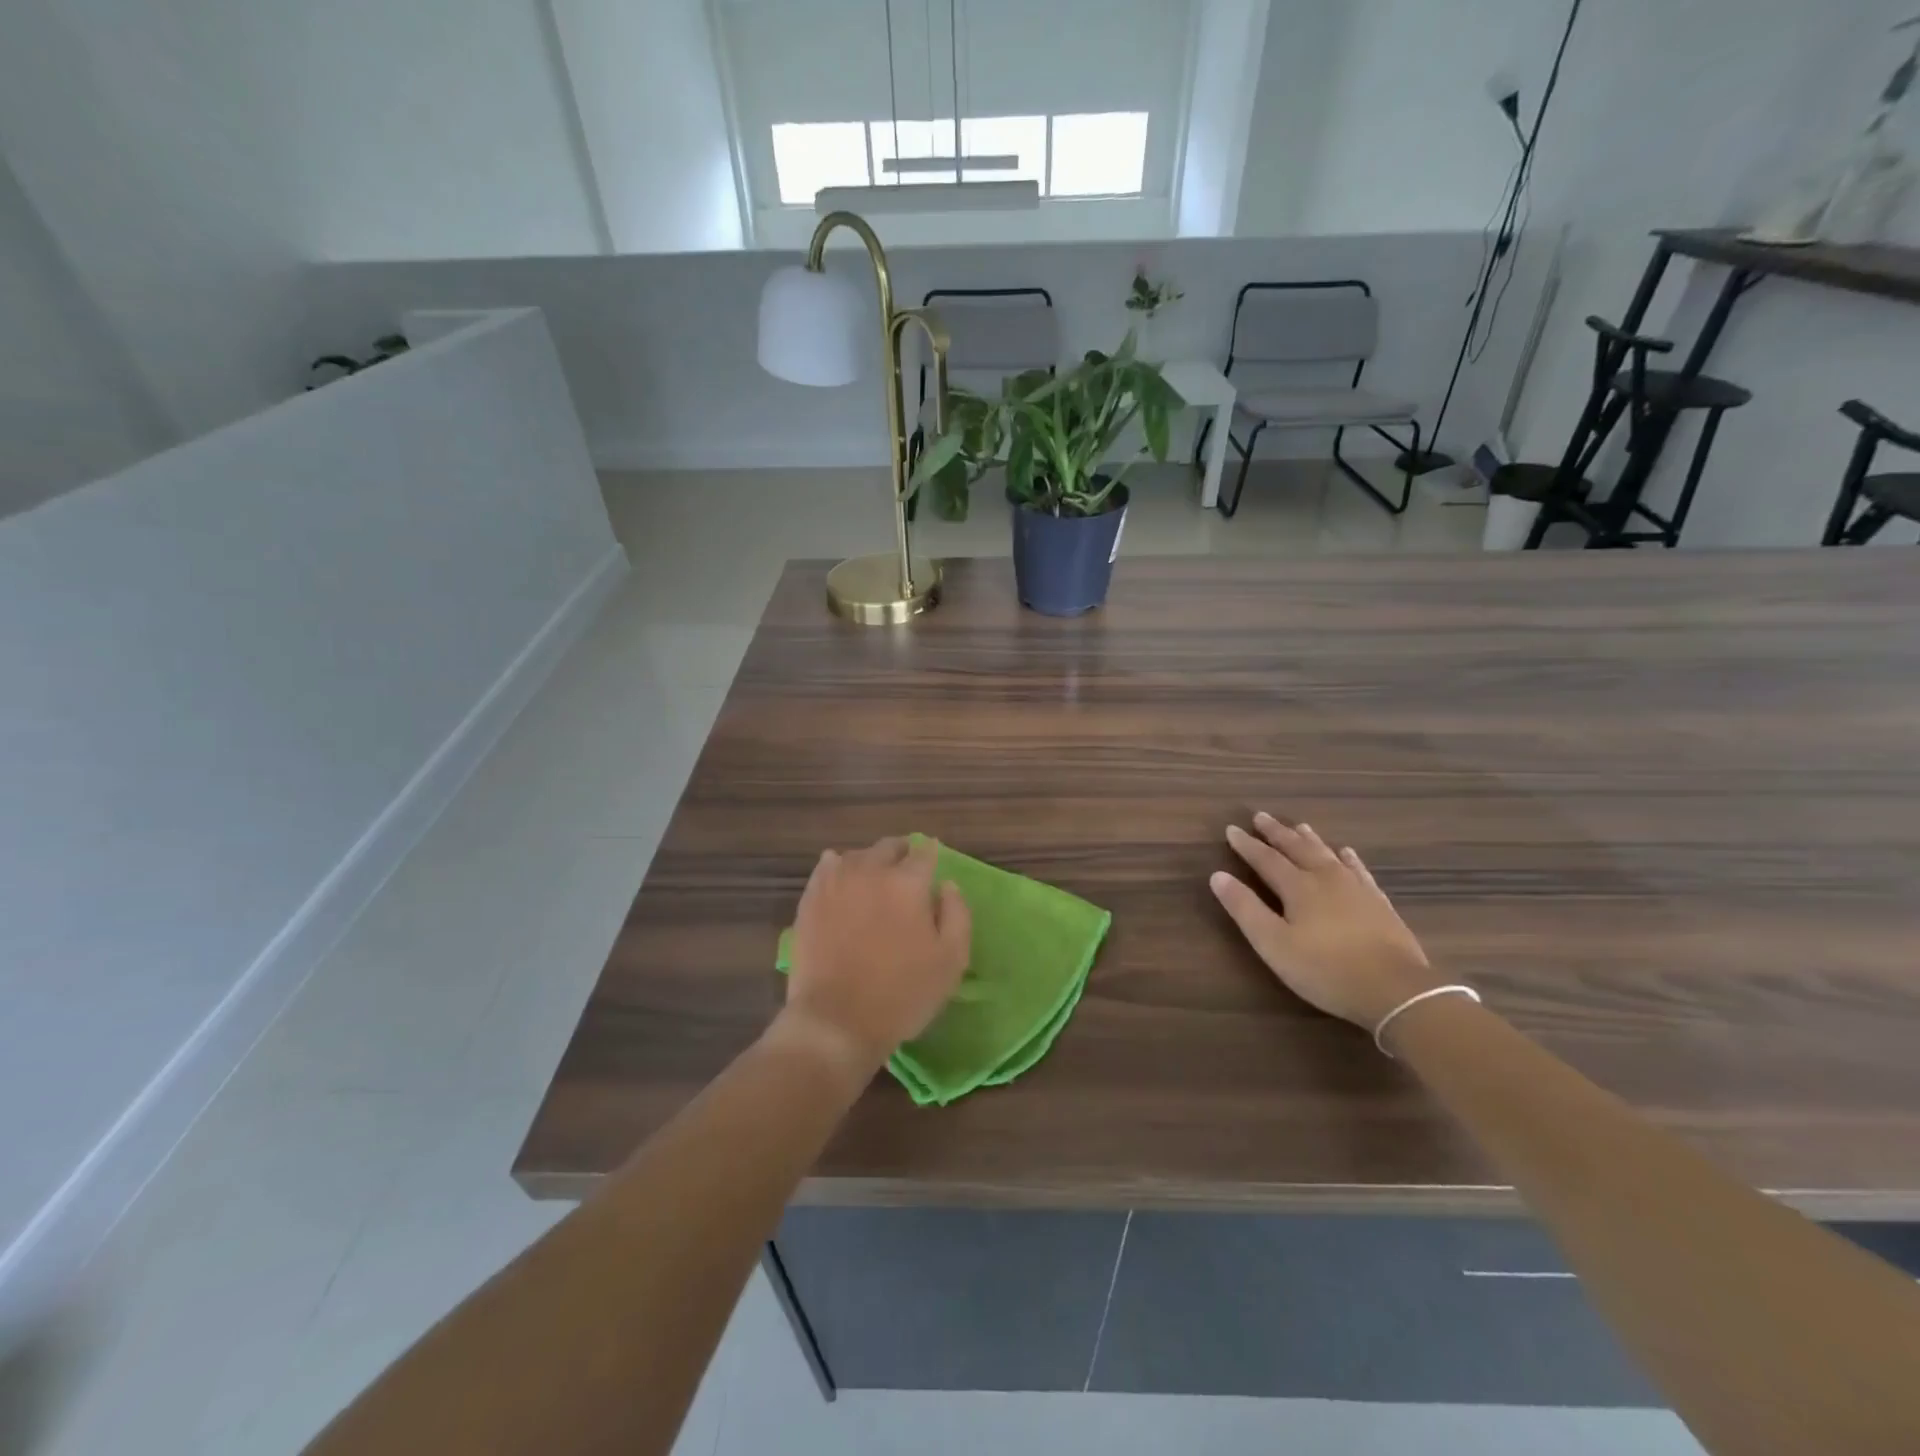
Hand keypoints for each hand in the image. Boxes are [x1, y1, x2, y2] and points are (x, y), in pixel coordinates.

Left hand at [775, 837, 970, 1080]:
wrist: (836, 1022)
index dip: (932, 856)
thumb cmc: (902, 994)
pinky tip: (843, 882)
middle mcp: (871, 870)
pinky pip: (827, 867)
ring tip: (875, 879)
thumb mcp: (951, 960)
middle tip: (907, 871)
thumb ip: (957, 914)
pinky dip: (839, 868)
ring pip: (857, 855)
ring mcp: (836, 882)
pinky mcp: (810, 898)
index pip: (925, 853)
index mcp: (908, 882)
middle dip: (902, 853)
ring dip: (871, 861)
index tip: (933, 864)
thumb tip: (947, 885)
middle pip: (889, 847)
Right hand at [1210, 813, 1441, 1029]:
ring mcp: (1356, 889)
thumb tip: (1218, 875)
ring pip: (1327, 854)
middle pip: (1297, 849)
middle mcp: (1326, 878)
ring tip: (1300, 825)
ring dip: (1310, 839)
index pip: (1265, 859)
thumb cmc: (1325, 969)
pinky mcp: (1379, 903)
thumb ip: (1245, 909)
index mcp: (1297, 887)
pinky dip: (1349, 859)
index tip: (1232, 829)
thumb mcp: (1274, 944)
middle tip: (1261, 816)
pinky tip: (1347, 853)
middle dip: (1277, 833)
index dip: (1246, 845)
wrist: (1396, 990)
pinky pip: (1359, 870)